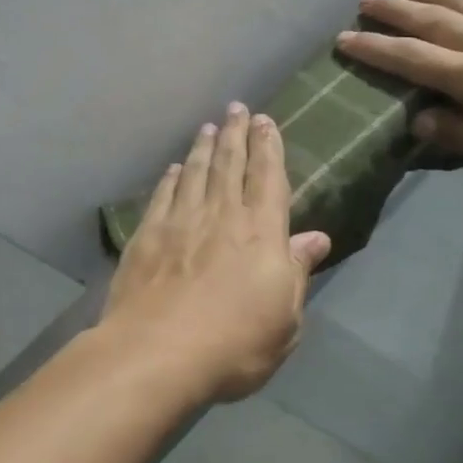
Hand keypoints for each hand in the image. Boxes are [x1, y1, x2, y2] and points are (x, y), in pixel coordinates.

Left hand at [102, 105, 332, 403]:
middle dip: (235, 134)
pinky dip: (170, 178)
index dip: (268, 147)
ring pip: (194, 173)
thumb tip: (316, 238)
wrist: (157, 354)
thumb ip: (297, 272)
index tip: (265, 121)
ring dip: (202, 148)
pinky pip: (162, 196)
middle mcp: (221, 216)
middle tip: (235, 108)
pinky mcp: (146, 237)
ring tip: (207, 128)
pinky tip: (173, 169)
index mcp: (261, 232)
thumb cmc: (234, 344)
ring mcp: (179, 223)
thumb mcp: (284, 319)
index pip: (267, 177)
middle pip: (229, 165)